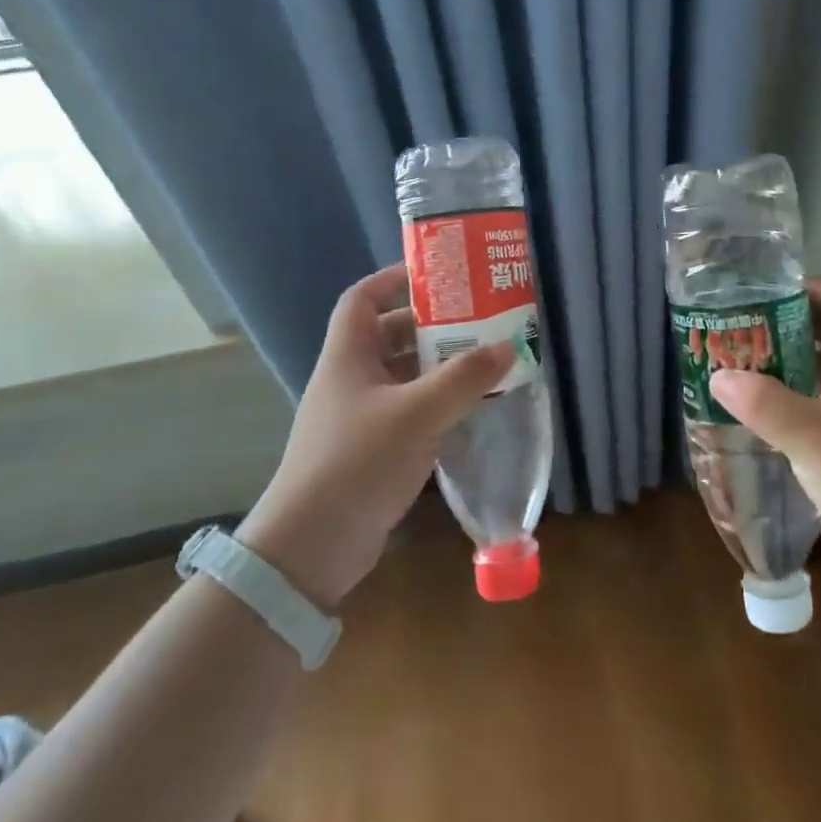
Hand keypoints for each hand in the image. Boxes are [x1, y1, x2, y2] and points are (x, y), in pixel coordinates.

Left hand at [237, 263, 511, 608]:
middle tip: (477, 319)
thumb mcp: (418, 413)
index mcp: (348, 356)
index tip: (435, 274)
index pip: (362, 298)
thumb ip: (464, 378)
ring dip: (439, 366)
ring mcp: (359, 415)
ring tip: (484, 359)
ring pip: (402, 375)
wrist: (311, 546)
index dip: (393, 278)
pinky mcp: (371, 448)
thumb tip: (509, 346)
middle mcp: (351, 379)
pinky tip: (470, 407)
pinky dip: (437, 402)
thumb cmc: (358, 461)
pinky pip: (408, 410)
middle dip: (431, 325)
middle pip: (389, 335)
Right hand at [707, 278, 820, 600]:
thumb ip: (767, 405)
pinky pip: (814, 409)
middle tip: (727, 334)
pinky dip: (784, 405)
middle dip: (775, 329)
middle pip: (820, 333)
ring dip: (777, 368)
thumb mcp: (819, 440)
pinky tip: (752, 418)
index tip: (752, 296)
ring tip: (729, 369)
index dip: (799, 288)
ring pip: (815, 373)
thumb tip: (718, 376)